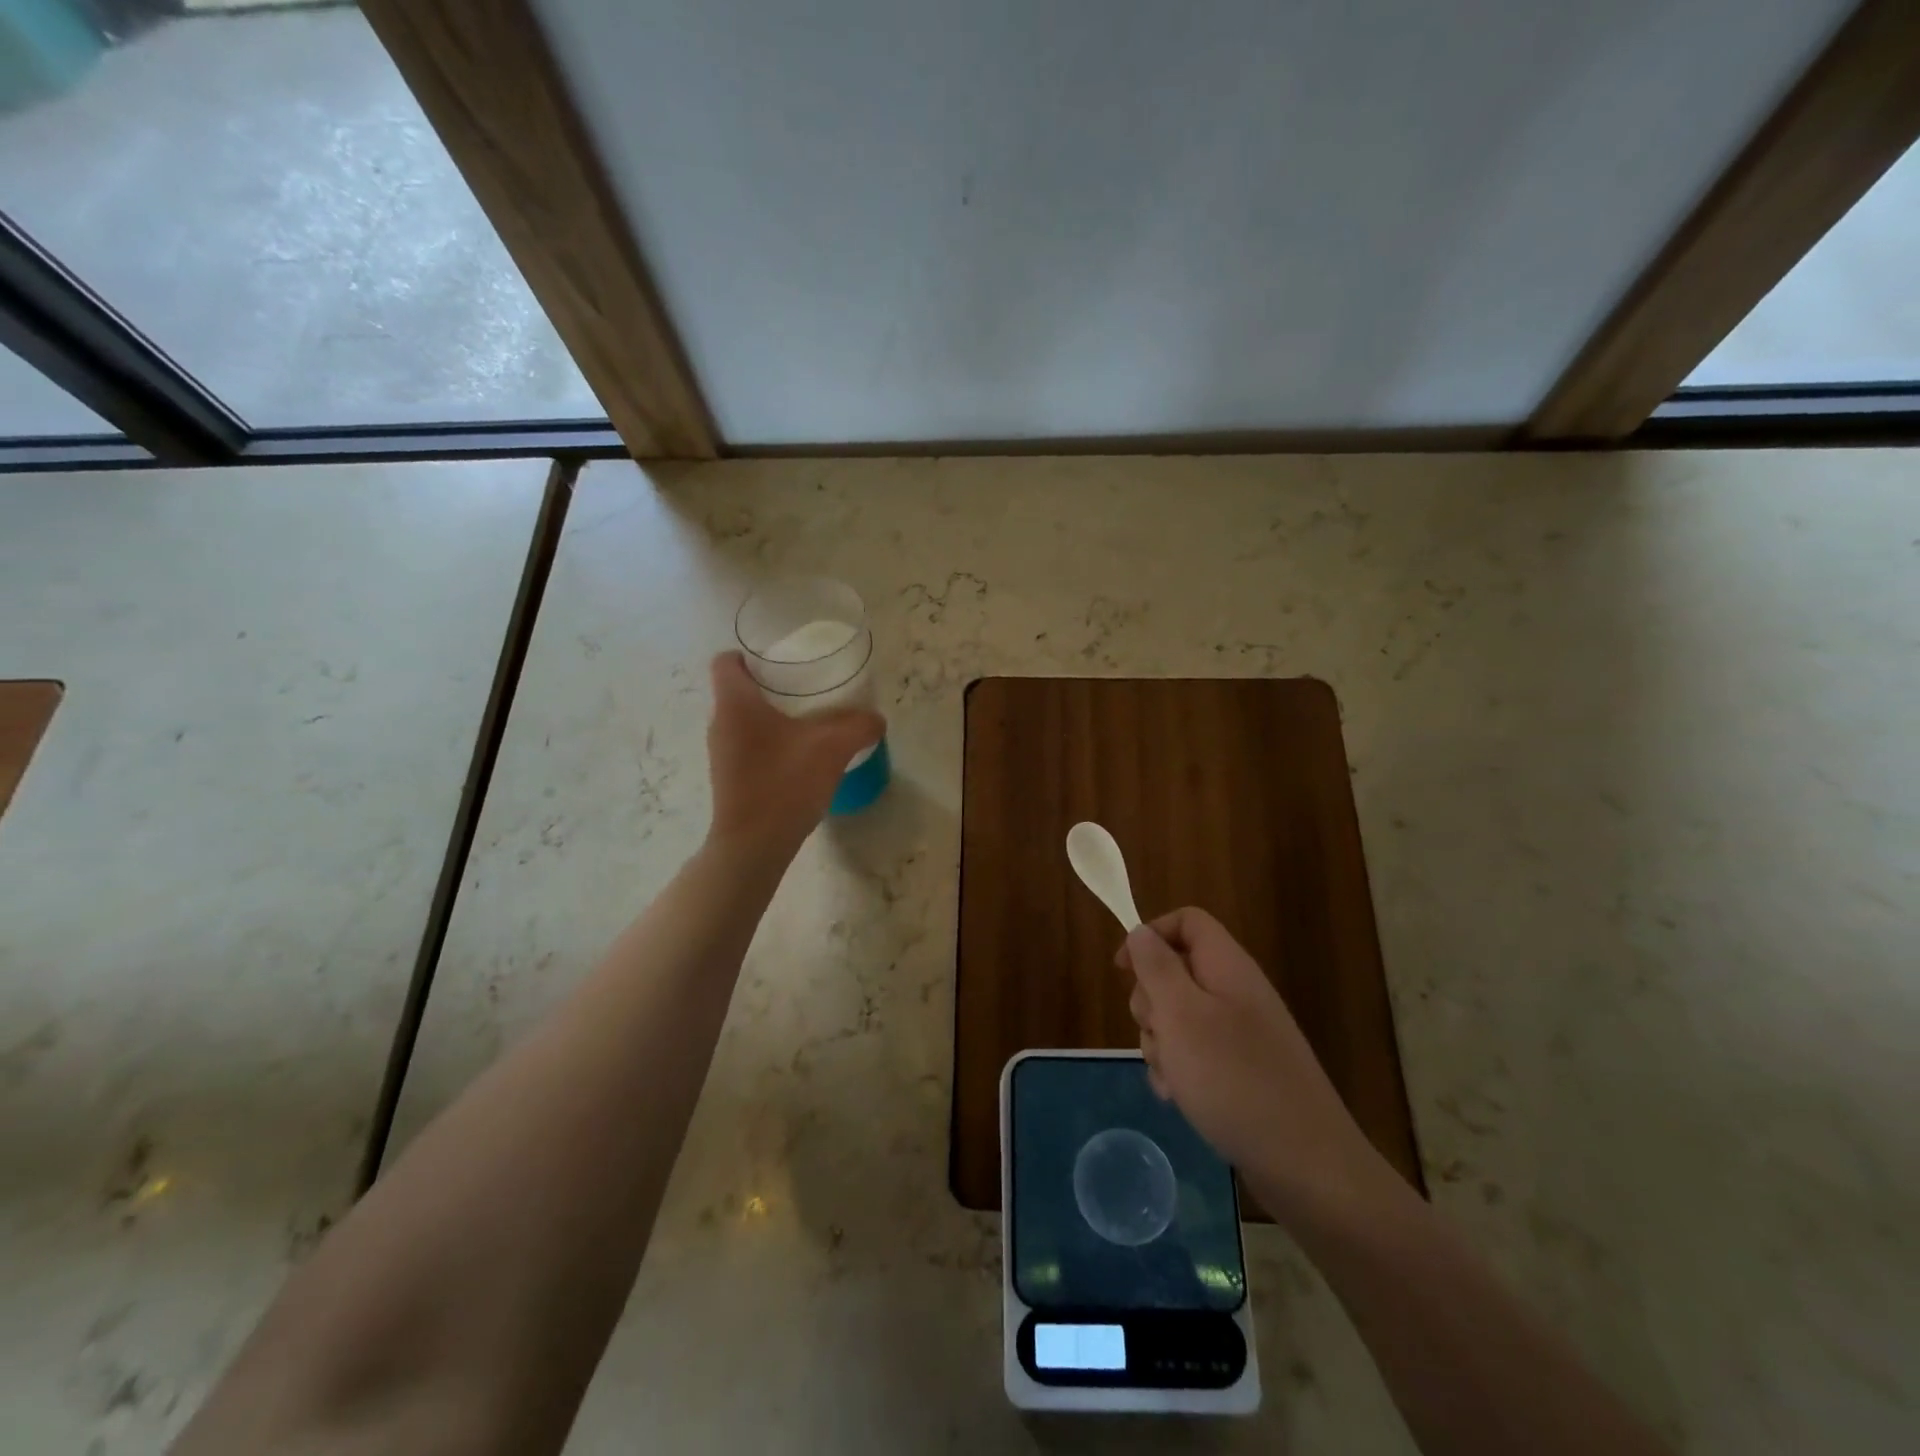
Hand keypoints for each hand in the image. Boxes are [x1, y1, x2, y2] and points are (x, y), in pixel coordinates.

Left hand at [704, 652, 884, 857]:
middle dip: (772, 685)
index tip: (783, 661)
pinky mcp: (730, 777)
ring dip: (773, 716)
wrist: (754, 846)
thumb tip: (875, 719)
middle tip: (808, 688)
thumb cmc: (784, 784)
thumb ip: (858, 726)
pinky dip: (771, 742)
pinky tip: (801, 756)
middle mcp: (720, 723)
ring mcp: (722, 753)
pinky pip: (749, 745)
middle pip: (739, 689)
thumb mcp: (832, 748)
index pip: (727, 661)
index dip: (751, 655)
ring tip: (810, 721)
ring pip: (745, 720)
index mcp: (735, 703)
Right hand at [1118, 908, 1392, 1226]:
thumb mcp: (1181, 1015)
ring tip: (1172, 1078)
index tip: (1123, 971)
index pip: (1186, 921)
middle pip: (1175, 971)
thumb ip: (1156, 967)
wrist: (1306, 1166)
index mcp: (1227, 967)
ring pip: (1179, 1017)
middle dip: (1151, 1002)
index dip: (1150, 935)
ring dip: (1161, 1043)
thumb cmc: (1234, 1079)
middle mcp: (1235, 992)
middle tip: (1156, 1033)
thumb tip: (1140, 932)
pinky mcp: (1241, 1070)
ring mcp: (1241, 1034)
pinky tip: (1180, 1098)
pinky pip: (1195, 1054)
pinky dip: (1179, 1070)